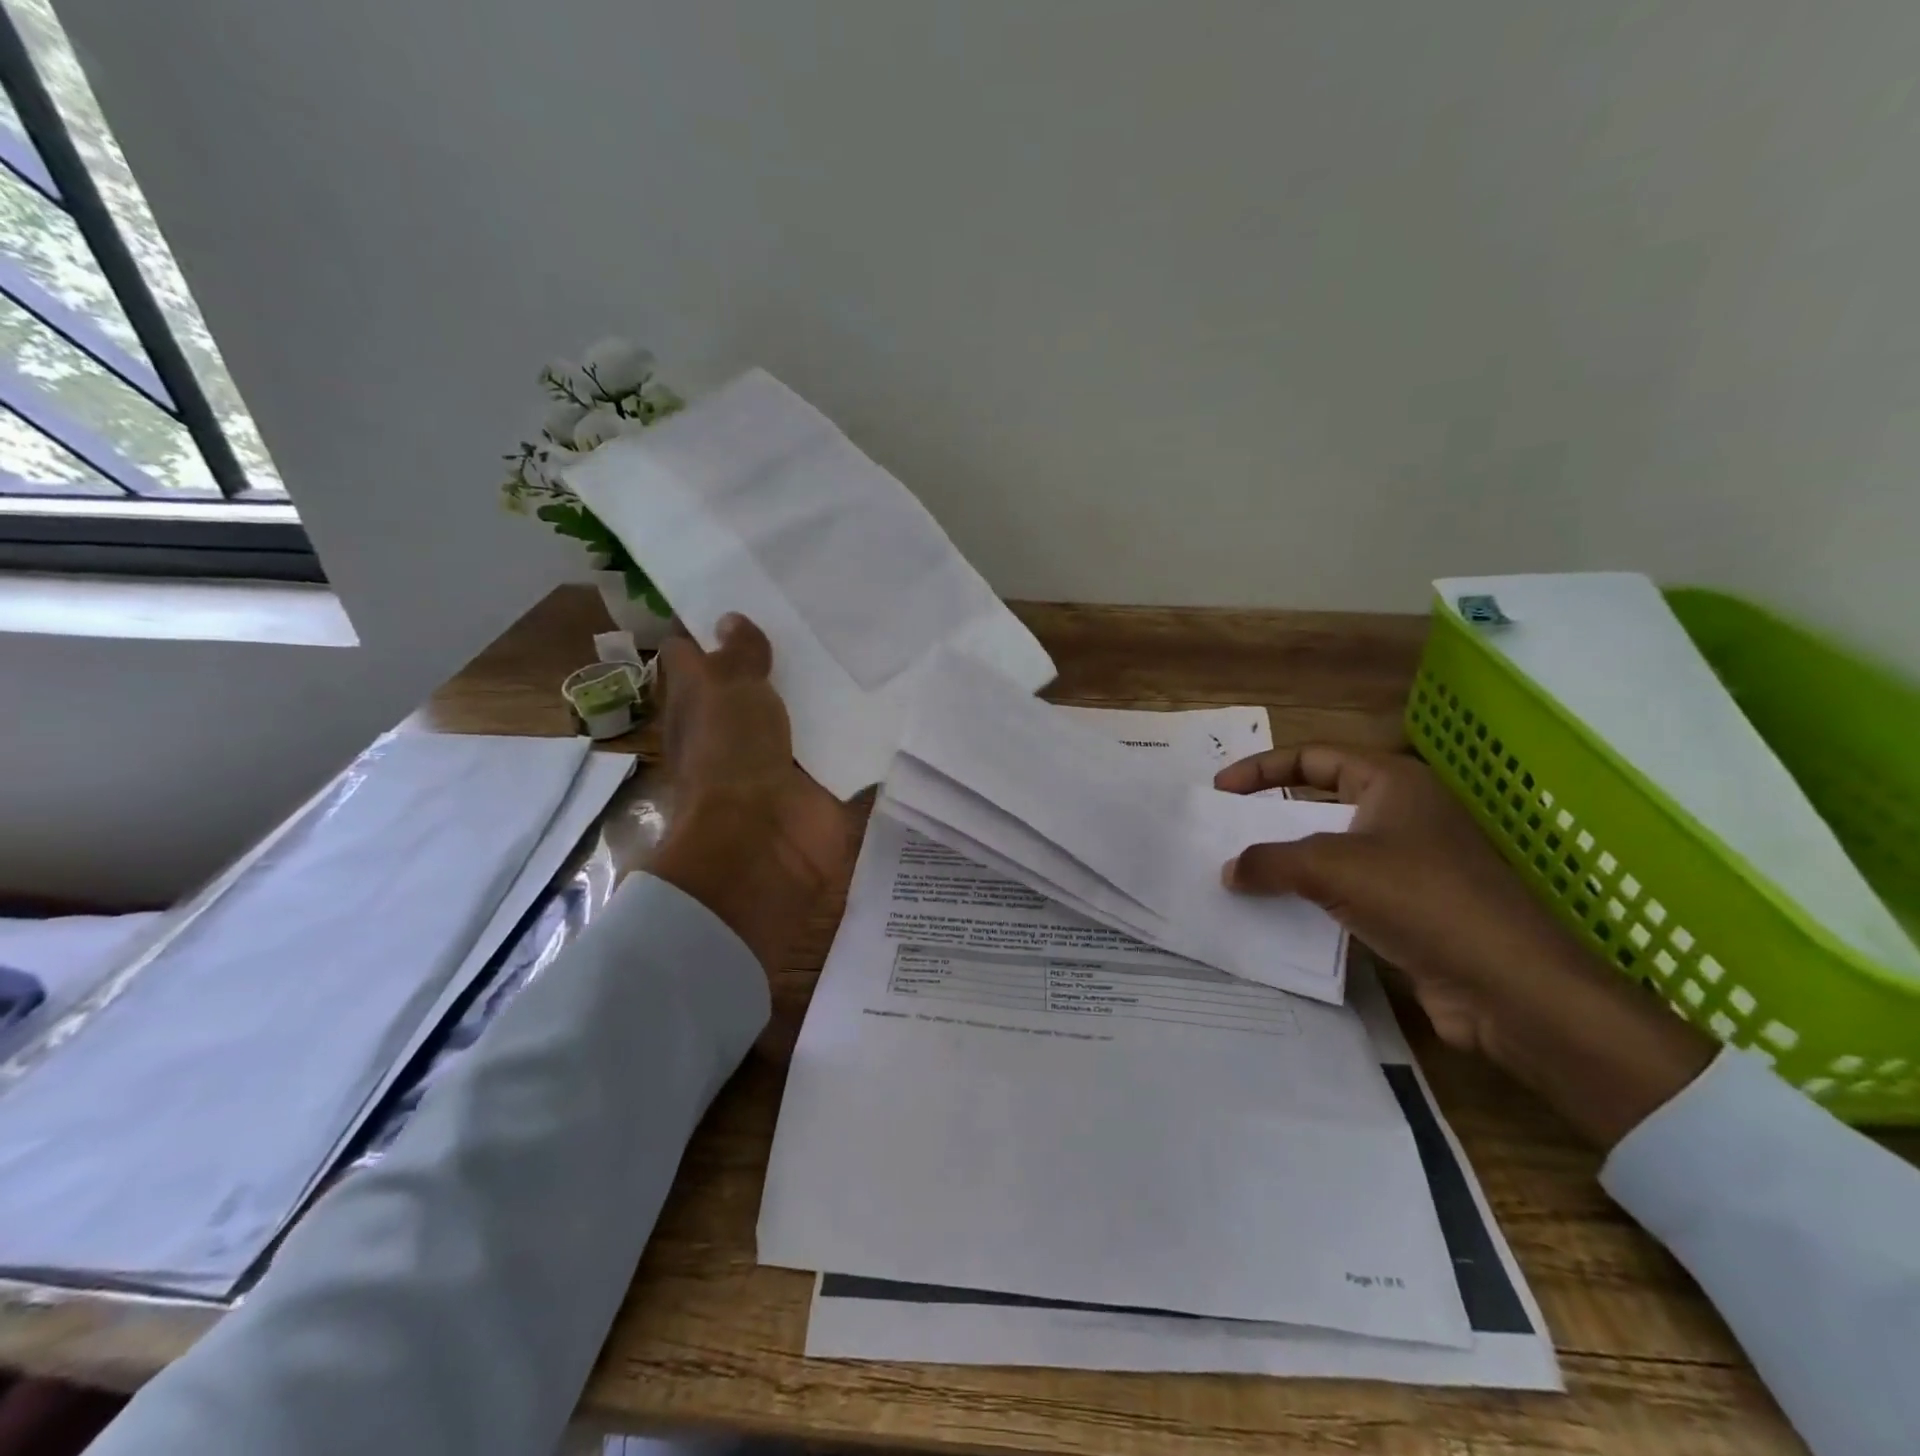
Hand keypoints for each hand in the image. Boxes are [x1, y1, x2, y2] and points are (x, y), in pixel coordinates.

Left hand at [646, 614, 852, 974]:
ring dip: (829, 685)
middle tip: (822, 602)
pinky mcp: (823, 778)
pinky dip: (863, 727)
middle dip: (786, 649)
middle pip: (759, 680)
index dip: (712, 623)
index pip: (698, 654)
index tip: (747, 587)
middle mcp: (739, 726)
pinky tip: (891, 687)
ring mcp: (783, 754)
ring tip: (863, 635)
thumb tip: (731, 619)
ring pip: (805, 710)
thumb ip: (736, 655)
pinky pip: (845, 745)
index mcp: (703, 703)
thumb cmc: (731, 758)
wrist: (766, 844)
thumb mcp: (728, 691)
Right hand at [1216, 746, 1713, 1147]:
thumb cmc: (1422, 899)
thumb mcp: (1331, 867)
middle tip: (1225, 833)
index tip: (1220, 790)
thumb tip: (1230, 870)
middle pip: (1319, 801)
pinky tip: (1278, 916)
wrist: (1509, 985)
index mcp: (1392, 783)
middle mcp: (1401, 814)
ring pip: (1329, 850)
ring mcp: (1408, 863)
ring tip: (1241, 877)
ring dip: (1286, 862)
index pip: (1313, 757)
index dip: (1261, 768)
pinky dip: (1308, 897)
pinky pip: (1343, 891)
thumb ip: (1269, 862)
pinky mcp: (1408, 908)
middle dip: (1269, 816)